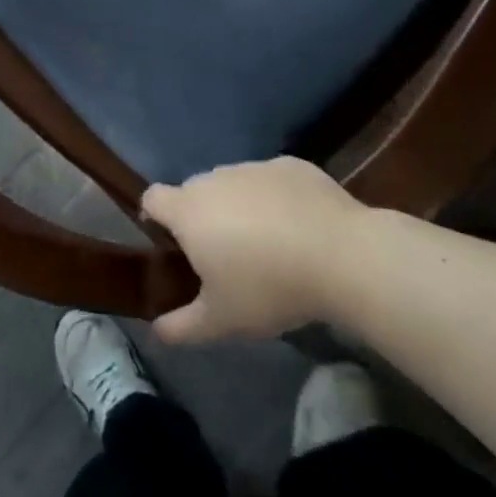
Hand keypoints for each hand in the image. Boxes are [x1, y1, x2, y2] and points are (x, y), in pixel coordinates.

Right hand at [142, 158, 364, 343]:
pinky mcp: (290, 165)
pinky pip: (270, 180)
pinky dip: (275, 198)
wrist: (342, 256)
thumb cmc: (269, 287)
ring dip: (238, 207)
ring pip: (233, 184)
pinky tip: (300, 228)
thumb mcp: (221, 320)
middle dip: (202, 217)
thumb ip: (182, 326)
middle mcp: (214, 179)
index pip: (153, 198)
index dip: (155, 217)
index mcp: (188, 211)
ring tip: (267, 244)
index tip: (172, 244)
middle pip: (194, 192)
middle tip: (224, 255)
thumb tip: (157, 330)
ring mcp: (254, 167)